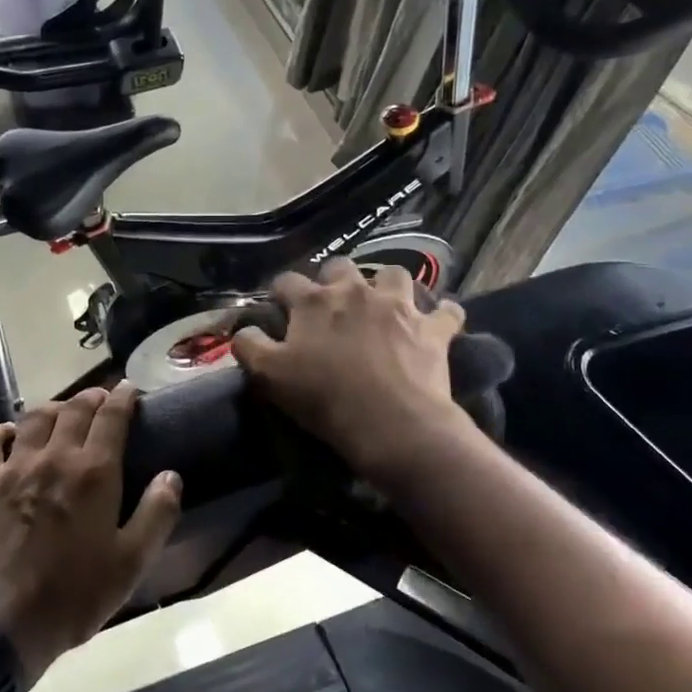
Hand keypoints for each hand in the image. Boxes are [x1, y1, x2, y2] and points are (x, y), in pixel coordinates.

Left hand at [0, 383, 181, 681]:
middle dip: (91, 397)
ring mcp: (13, 466)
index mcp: (94, 472)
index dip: (123, 397)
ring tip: (62, 411)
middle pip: (74, 409)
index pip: (112, 416)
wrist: (0, 621)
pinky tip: (10, 433)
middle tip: (101, 398)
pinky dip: (2, 429)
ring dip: (53, 407)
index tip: (130, 389)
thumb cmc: (74, 595)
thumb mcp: (131, 563)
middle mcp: (54, 457)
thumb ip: (156, 515)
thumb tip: (171, 476)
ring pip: (34, 417)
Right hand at [232, 258, 468, 479]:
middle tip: (332, 304)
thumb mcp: (269, 376)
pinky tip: (438, 321)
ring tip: (383, 304)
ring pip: (394, 274)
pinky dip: (442, 313)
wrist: (391, 424)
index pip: (287, 281)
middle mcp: (355, 292)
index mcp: (314, 302)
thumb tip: (244, 330)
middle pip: (341, 267)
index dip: (280, 292)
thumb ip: (250, 346)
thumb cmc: (324, 399)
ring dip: (387, 285)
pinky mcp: (433, 328)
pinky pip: (446, 310)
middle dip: (334, 279)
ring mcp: (399, 306)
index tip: (279, 306)